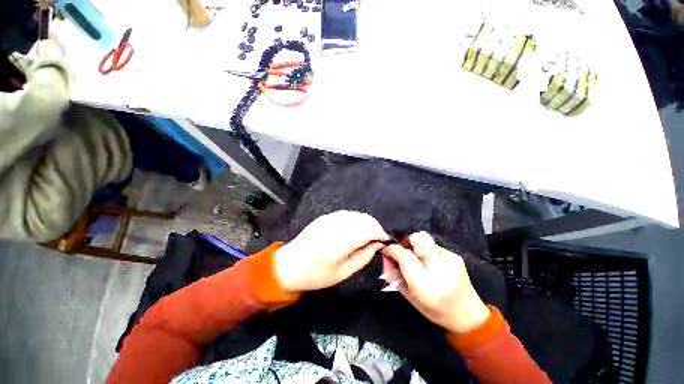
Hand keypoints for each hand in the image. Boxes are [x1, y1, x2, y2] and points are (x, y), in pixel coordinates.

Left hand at [274, 211, 388, 291]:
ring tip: (369, 234)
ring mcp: (329, 219)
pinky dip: (356, 219)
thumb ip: (363, 257)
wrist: (289, 264)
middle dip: (375, 226)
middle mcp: (336, 226)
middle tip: (378, 238)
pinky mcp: (325, 217)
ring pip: (356, 214)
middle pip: (364, 219)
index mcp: (340, 243)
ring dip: (367, 222)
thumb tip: (376, 245)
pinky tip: (356, 228)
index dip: (380, 233)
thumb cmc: (316, 275)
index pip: (368, 230)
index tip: (385, 240)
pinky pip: (347, 214)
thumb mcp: (342, 273)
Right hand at [382, 232, 490, 333]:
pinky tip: (429, 264)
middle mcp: (440, 268)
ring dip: (416, 247)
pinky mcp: (455, 256)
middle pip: (417, 238)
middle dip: (406, 242)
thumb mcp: (408, 296)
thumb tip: (385, 255)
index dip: (392, 250)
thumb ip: (393, 274)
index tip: (386, 251)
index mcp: (426, 284)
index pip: (404, 255)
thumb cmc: (434, 310)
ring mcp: (450, 259)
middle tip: (404, 252)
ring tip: (417, 260)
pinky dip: (426, 251)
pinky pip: (433, 246)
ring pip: (425, 239)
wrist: (468, 316)